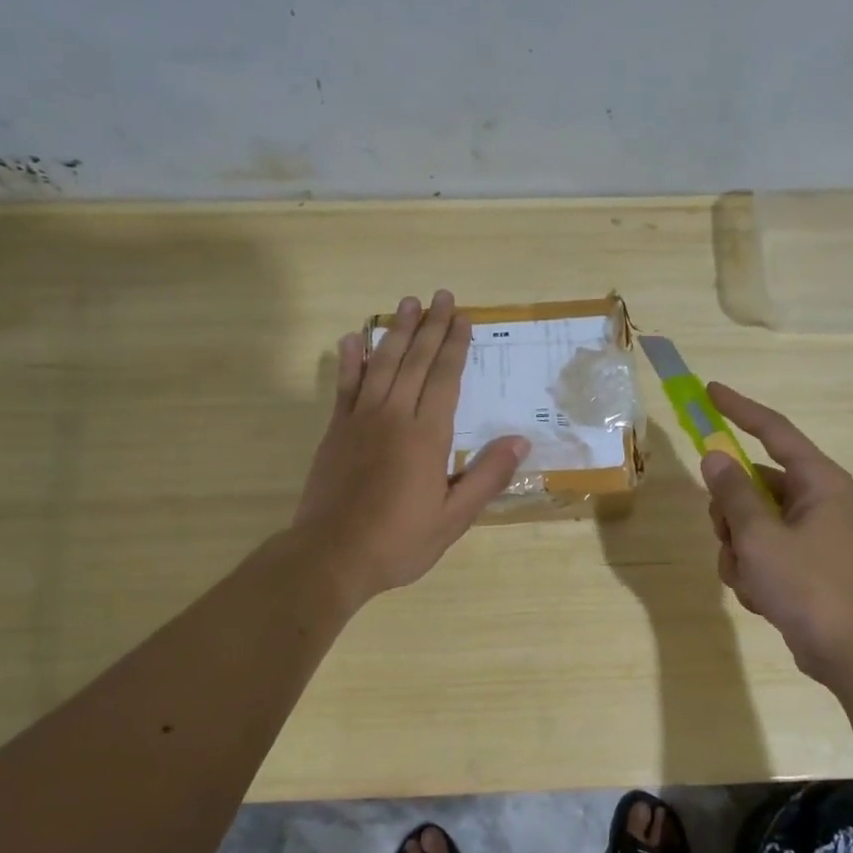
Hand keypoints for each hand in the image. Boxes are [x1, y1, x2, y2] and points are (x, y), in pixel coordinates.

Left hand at [294, 291, 529, 605]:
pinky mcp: (335, 432)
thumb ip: (486, 477)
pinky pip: (345, 386)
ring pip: (381, 365)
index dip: (455, 347)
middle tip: (441, 296)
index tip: (463, 319)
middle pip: (415, 362)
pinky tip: (354, 338)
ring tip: (408, 304)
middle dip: (430, 327)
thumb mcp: (454, 518)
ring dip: (396, 332)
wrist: (332, 556)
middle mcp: (394, 417)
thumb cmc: (399, 542)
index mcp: (426, 437)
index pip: (445, 379)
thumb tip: (520, 441)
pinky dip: (351, 360)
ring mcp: (360, 421)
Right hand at [701, 382, 852, 683]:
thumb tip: (714, 455)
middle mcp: (815, 500)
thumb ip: (733, 493)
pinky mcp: (801, 563)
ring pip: (748, 523)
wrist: (851, 653)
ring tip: (752, 579)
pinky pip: (758, 552)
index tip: (709, 391)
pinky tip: (761, 597)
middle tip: (731, 538)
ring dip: (737, 550)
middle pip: (751, 483)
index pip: (772, 430)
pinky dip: (750, 572)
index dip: (739, 409)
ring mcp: (809, 533)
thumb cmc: (810, 586)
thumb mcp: (761, 537)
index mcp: (817, 481)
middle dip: (729, 513)